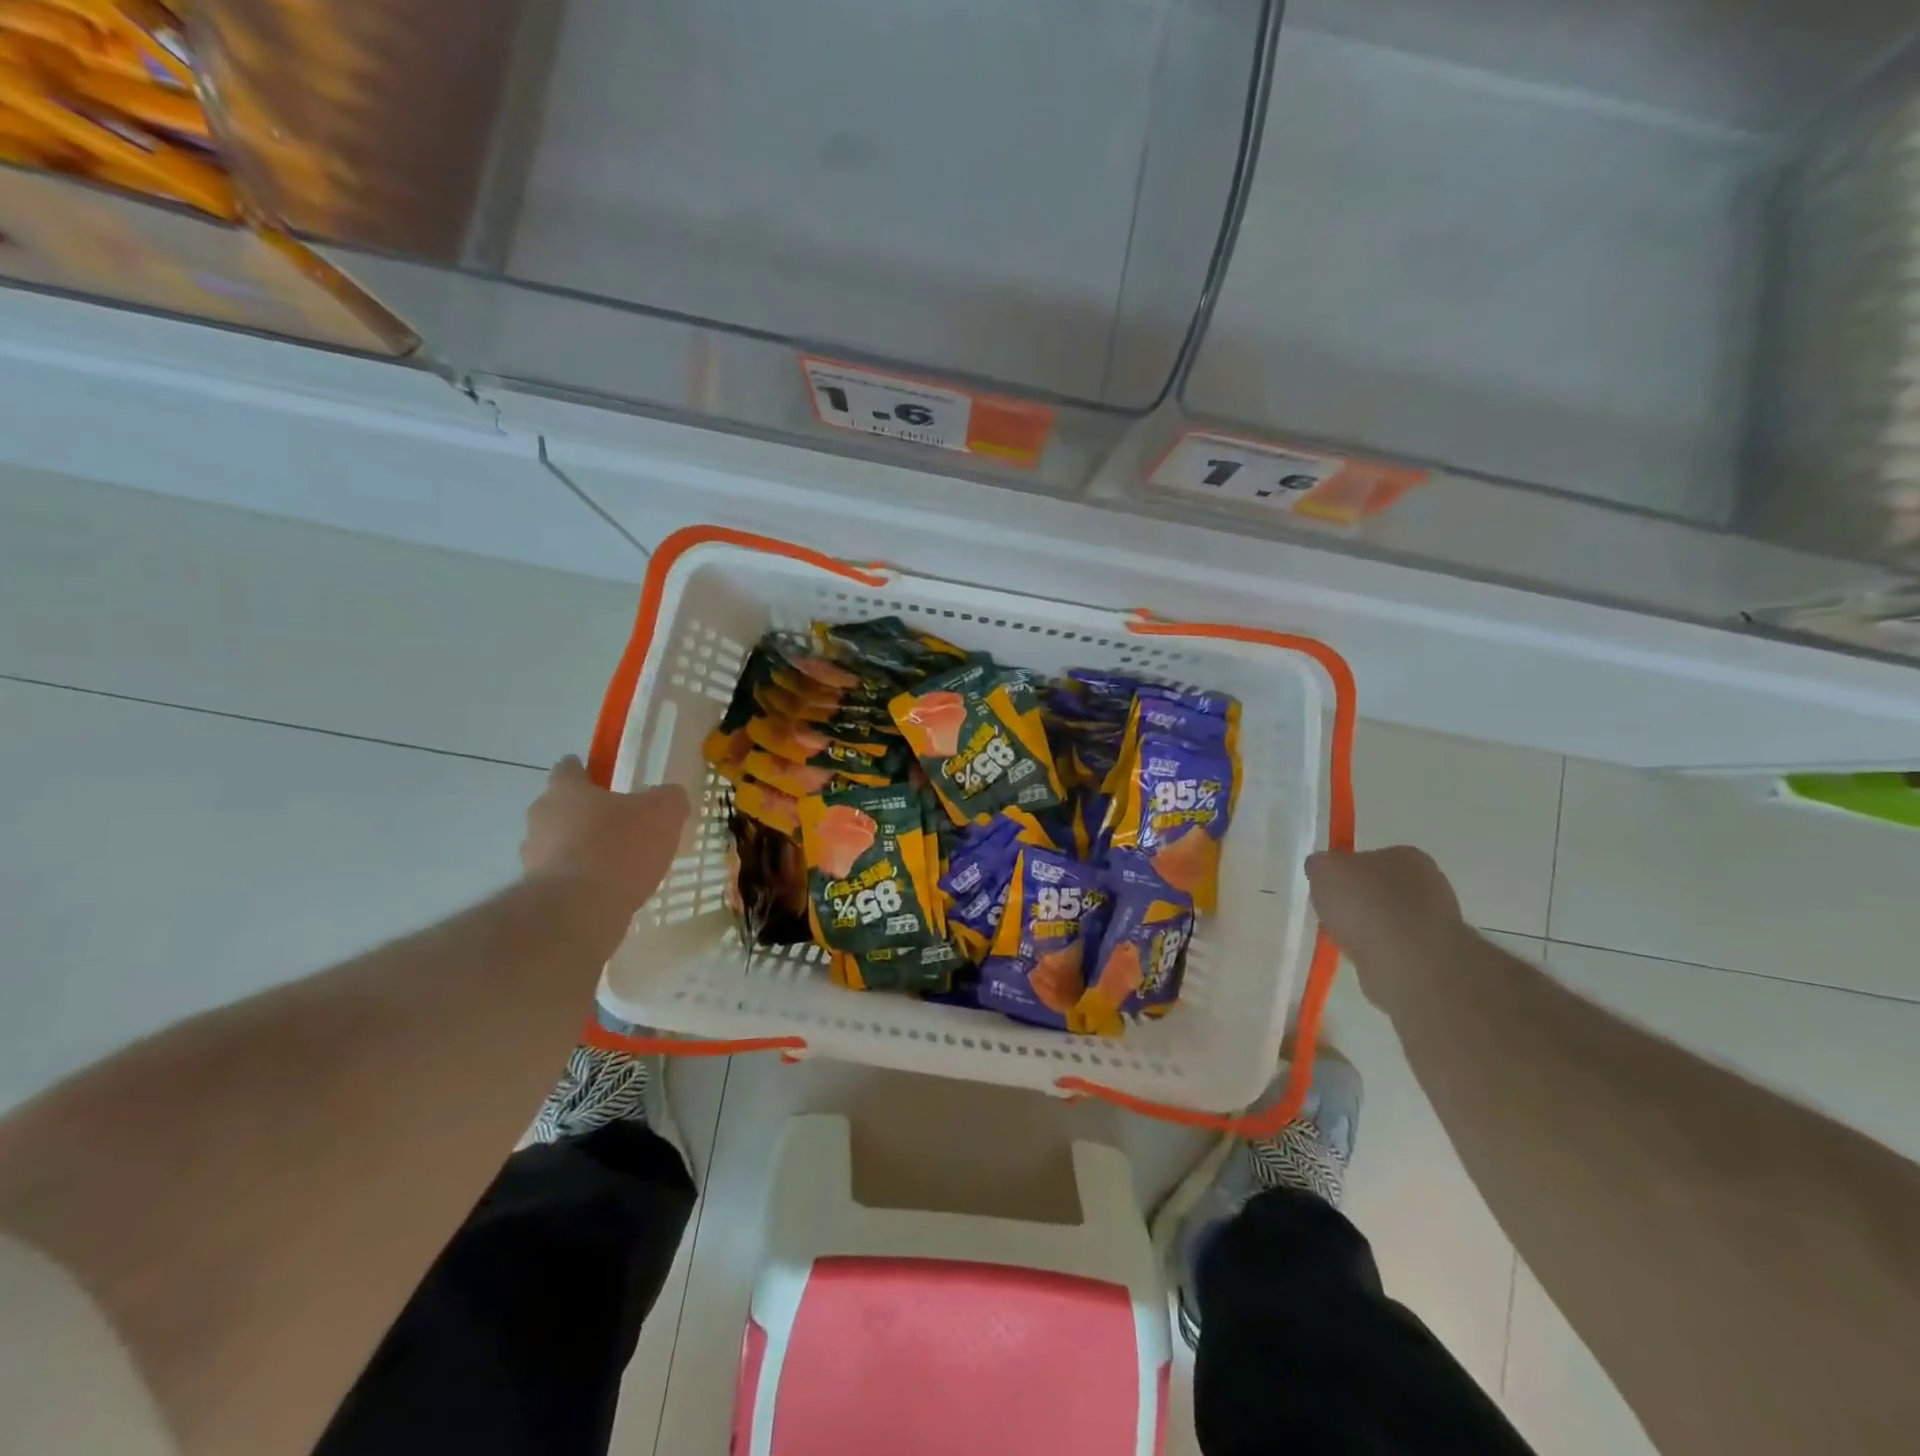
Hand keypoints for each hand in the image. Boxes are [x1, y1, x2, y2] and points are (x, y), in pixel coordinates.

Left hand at [521, 757, 689, 915]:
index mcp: (566, 790)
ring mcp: (533, 857)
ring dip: (583, 849)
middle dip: (588, 814)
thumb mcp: (663, 813)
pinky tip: (610, 890)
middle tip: (622, 824)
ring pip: (560, 843)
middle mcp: (541, 817)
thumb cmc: (619, 848)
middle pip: (562, 807)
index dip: (588, 771)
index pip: (569, 769)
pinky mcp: (536, 892)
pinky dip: (582, 879)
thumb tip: (668, 796)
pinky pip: (563, 876)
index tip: (607, 780)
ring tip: (620, 864)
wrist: (579, 911)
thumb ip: (668, 798)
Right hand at [1306, 847, 1466, 1005]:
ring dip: (1368, 929)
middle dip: (1357, 903)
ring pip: (1389, 920)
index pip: (1369, 858)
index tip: (1328, 890)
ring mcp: (1439, 921)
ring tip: (1347, 942)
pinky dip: (1379, 952)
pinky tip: (1366, 959)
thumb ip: (1320, 864)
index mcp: (1407, 856)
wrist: (1407, 963)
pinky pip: (1396, 948)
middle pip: (1380, 890)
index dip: (1344, 873)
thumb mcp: (1323, 869)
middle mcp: (1431, 883)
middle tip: (1334, 916)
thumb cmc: (1365, 905)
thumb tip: (1323, 870)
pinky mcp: (1438, 955)